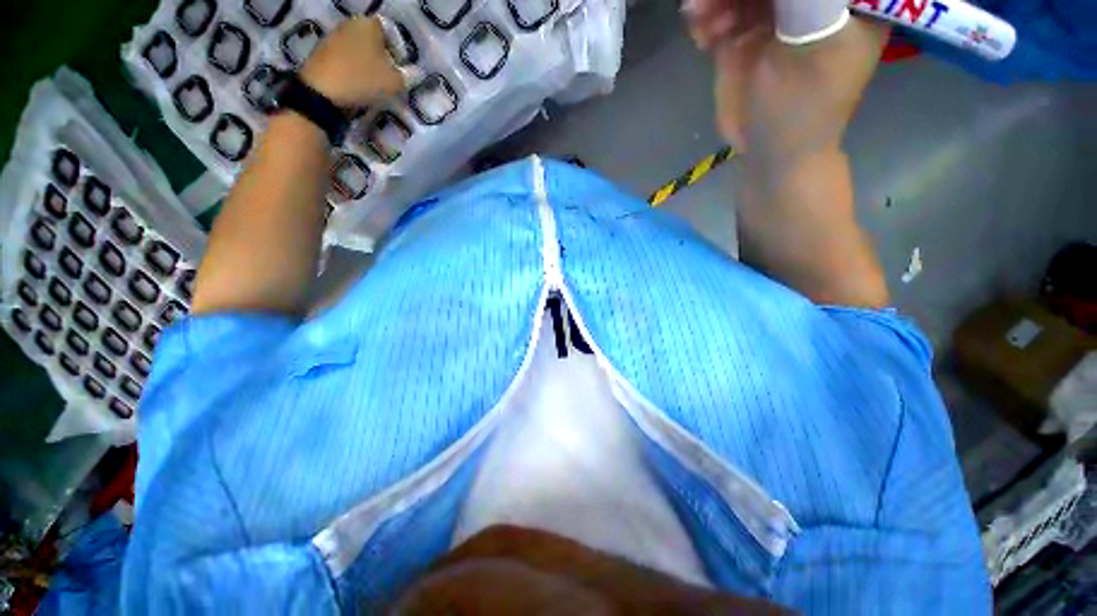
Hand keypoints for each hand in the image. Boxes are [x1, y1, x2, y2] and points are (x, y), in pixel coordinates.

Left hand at [300, 16, 405, 107]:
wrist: (322, 92)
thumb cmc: (363, 80)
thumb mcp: (395, 82)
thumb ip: (410, 77)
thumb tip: (417, 73)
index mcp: (369, 23)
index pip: (392, 33)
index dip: (401, 52)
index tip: (403, 70)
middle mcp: (351, 23)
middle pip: (375, 41)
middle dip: (384, 58)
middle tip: (391, 79)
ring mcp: (334, 36)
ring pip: (360, 50)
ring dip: (369, 65)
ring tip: (375, 85)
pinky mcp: (323, 51)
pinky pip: (347, 58)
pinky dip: (355, 69)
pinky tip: (358, 85)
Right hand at [685, 0, 888, 164]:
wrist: (770, 154)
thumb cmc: (803, 107)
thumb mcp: (812, 40)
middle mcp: (810, 1)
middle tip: (706, 1)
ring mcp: (775, 18)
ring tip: (701, 22)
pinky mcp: (745, 39)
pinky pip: (721, 14)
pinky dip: (707, 19)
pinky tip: (702, 35)